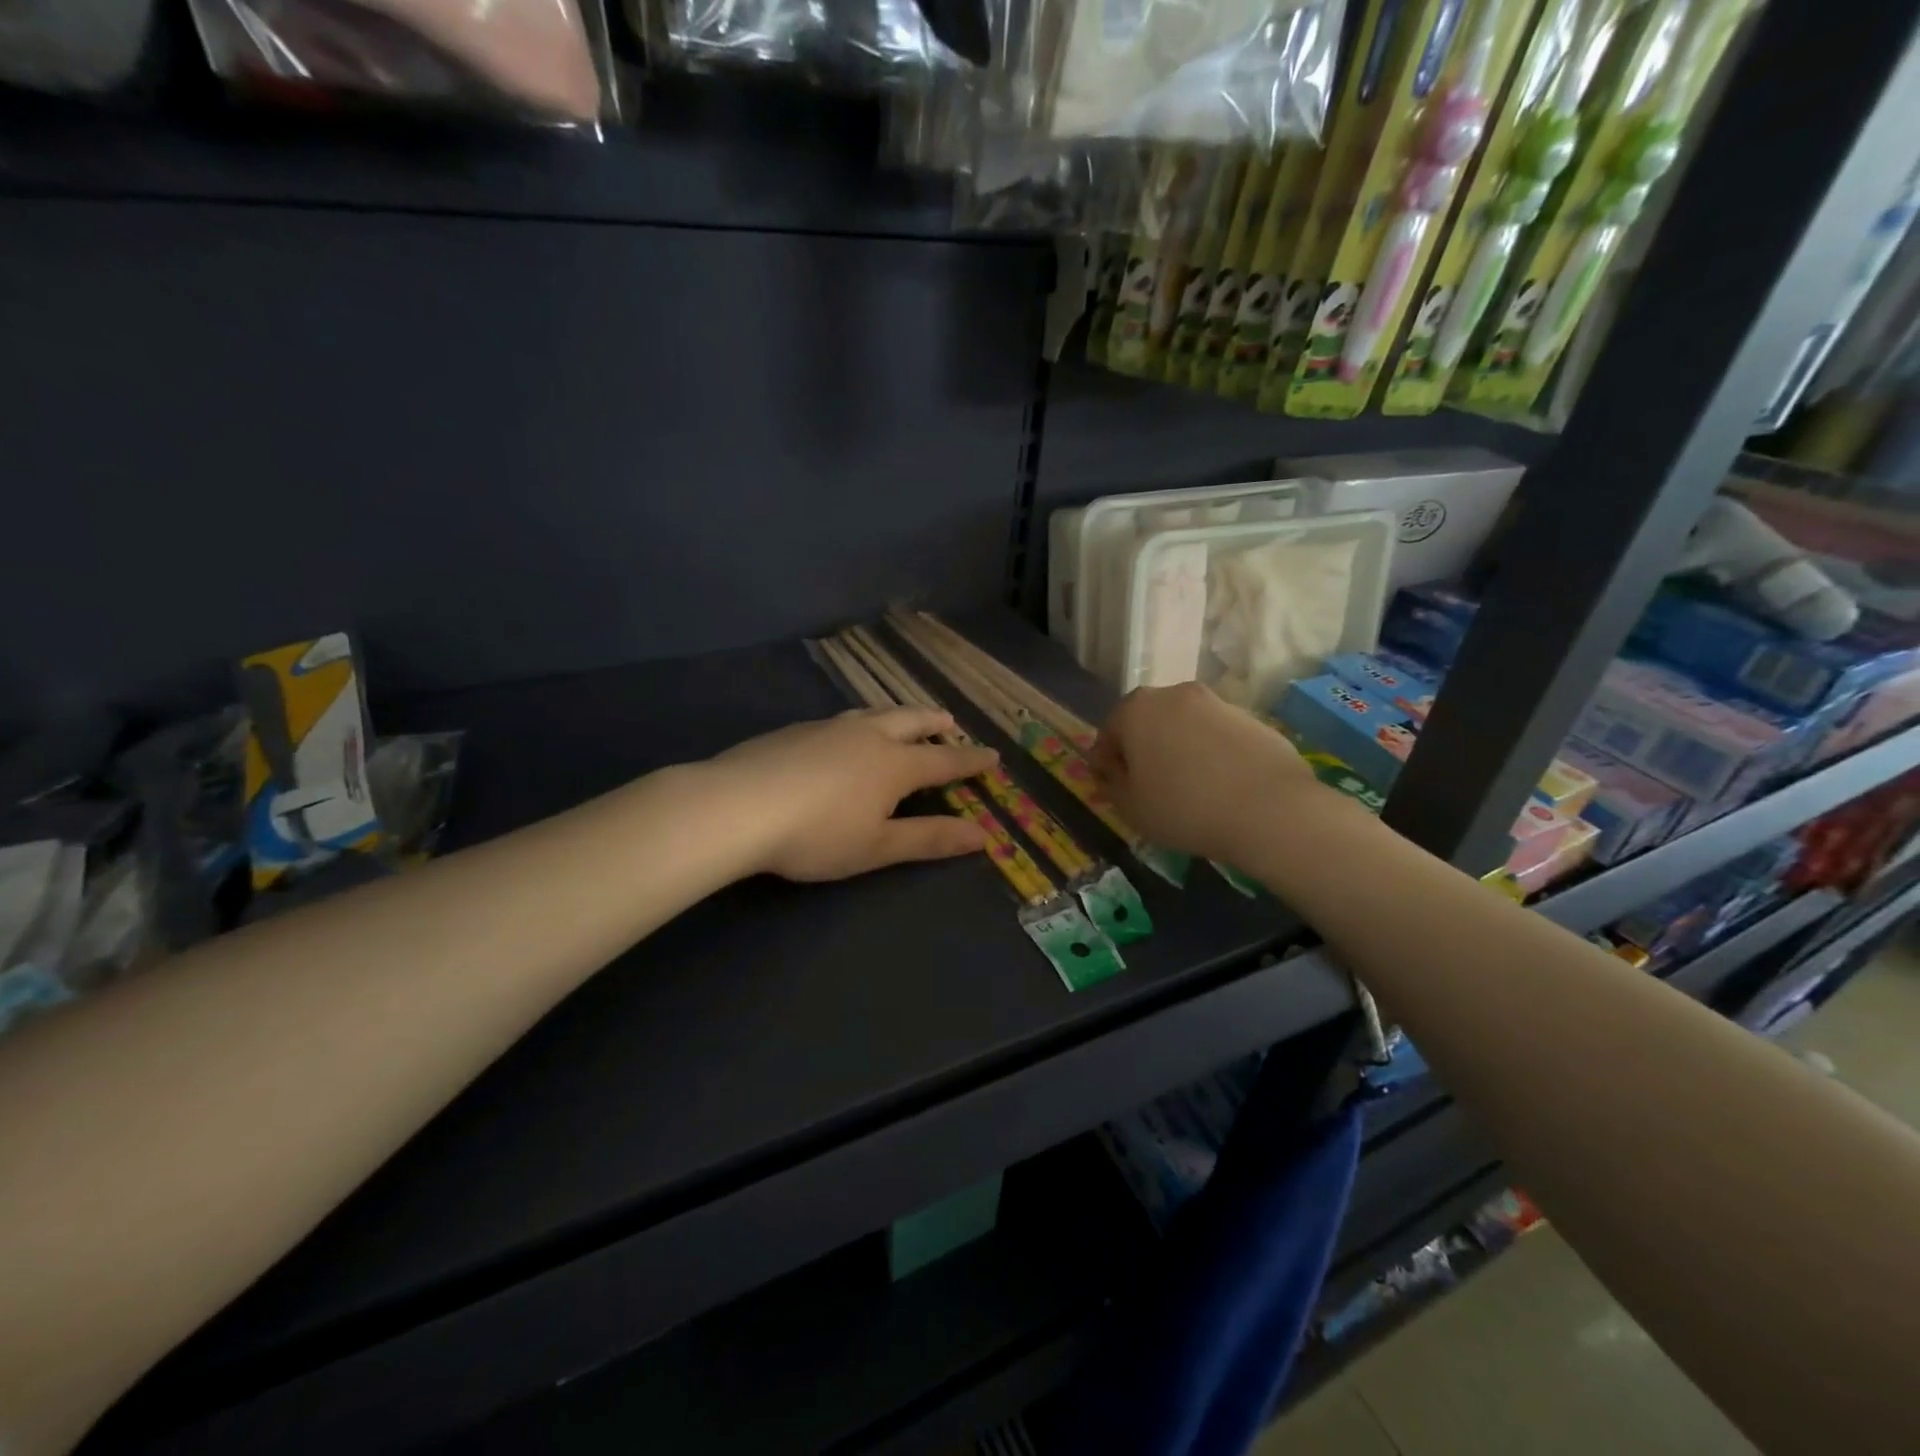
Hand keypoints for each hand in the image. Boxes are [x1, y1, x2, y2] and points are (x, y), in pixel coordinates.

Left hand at [710, 707, 997, 881]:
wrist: (738, 806)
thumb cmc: (817, 834)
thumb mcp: (878, 846)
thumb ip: (930, 838)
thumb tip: (982, 835)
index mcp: (894, 764)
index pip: (944, 760)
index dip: (970, 761)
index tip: (992, 756)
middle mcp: (867, 736)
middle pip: (910, 721)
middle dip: (934, 723)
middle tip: (950, 722)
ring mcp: (828, 728)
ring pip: (873, 713)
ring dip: (897, 715)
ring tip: (904, 719)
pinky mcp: (794, 730)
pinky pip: (841, 719)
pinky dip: (860, 722)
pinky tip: (845, 734)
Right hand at [1089, 682, 1320, 864]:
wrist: (1270, 809)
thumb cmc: (1183, 807)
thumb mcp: (1131, 807)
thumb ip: (1112, 784)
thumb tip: (1112, 771)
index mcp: (1136, 709)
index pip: (1109, 732)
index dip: (1108, 763)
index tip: (1116, 789)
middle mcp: (1174, 694)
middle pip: (1148, 722)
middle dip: (1145, 749)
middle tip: (1151, 787)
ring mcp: (1217, 702)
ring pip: (1185, 726)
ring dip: (1180, 749)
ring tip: (1190, 789)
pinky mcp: (1251, 718)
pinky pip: (1218, 736)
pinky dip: (1213, 754)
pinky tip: (1222, 787)